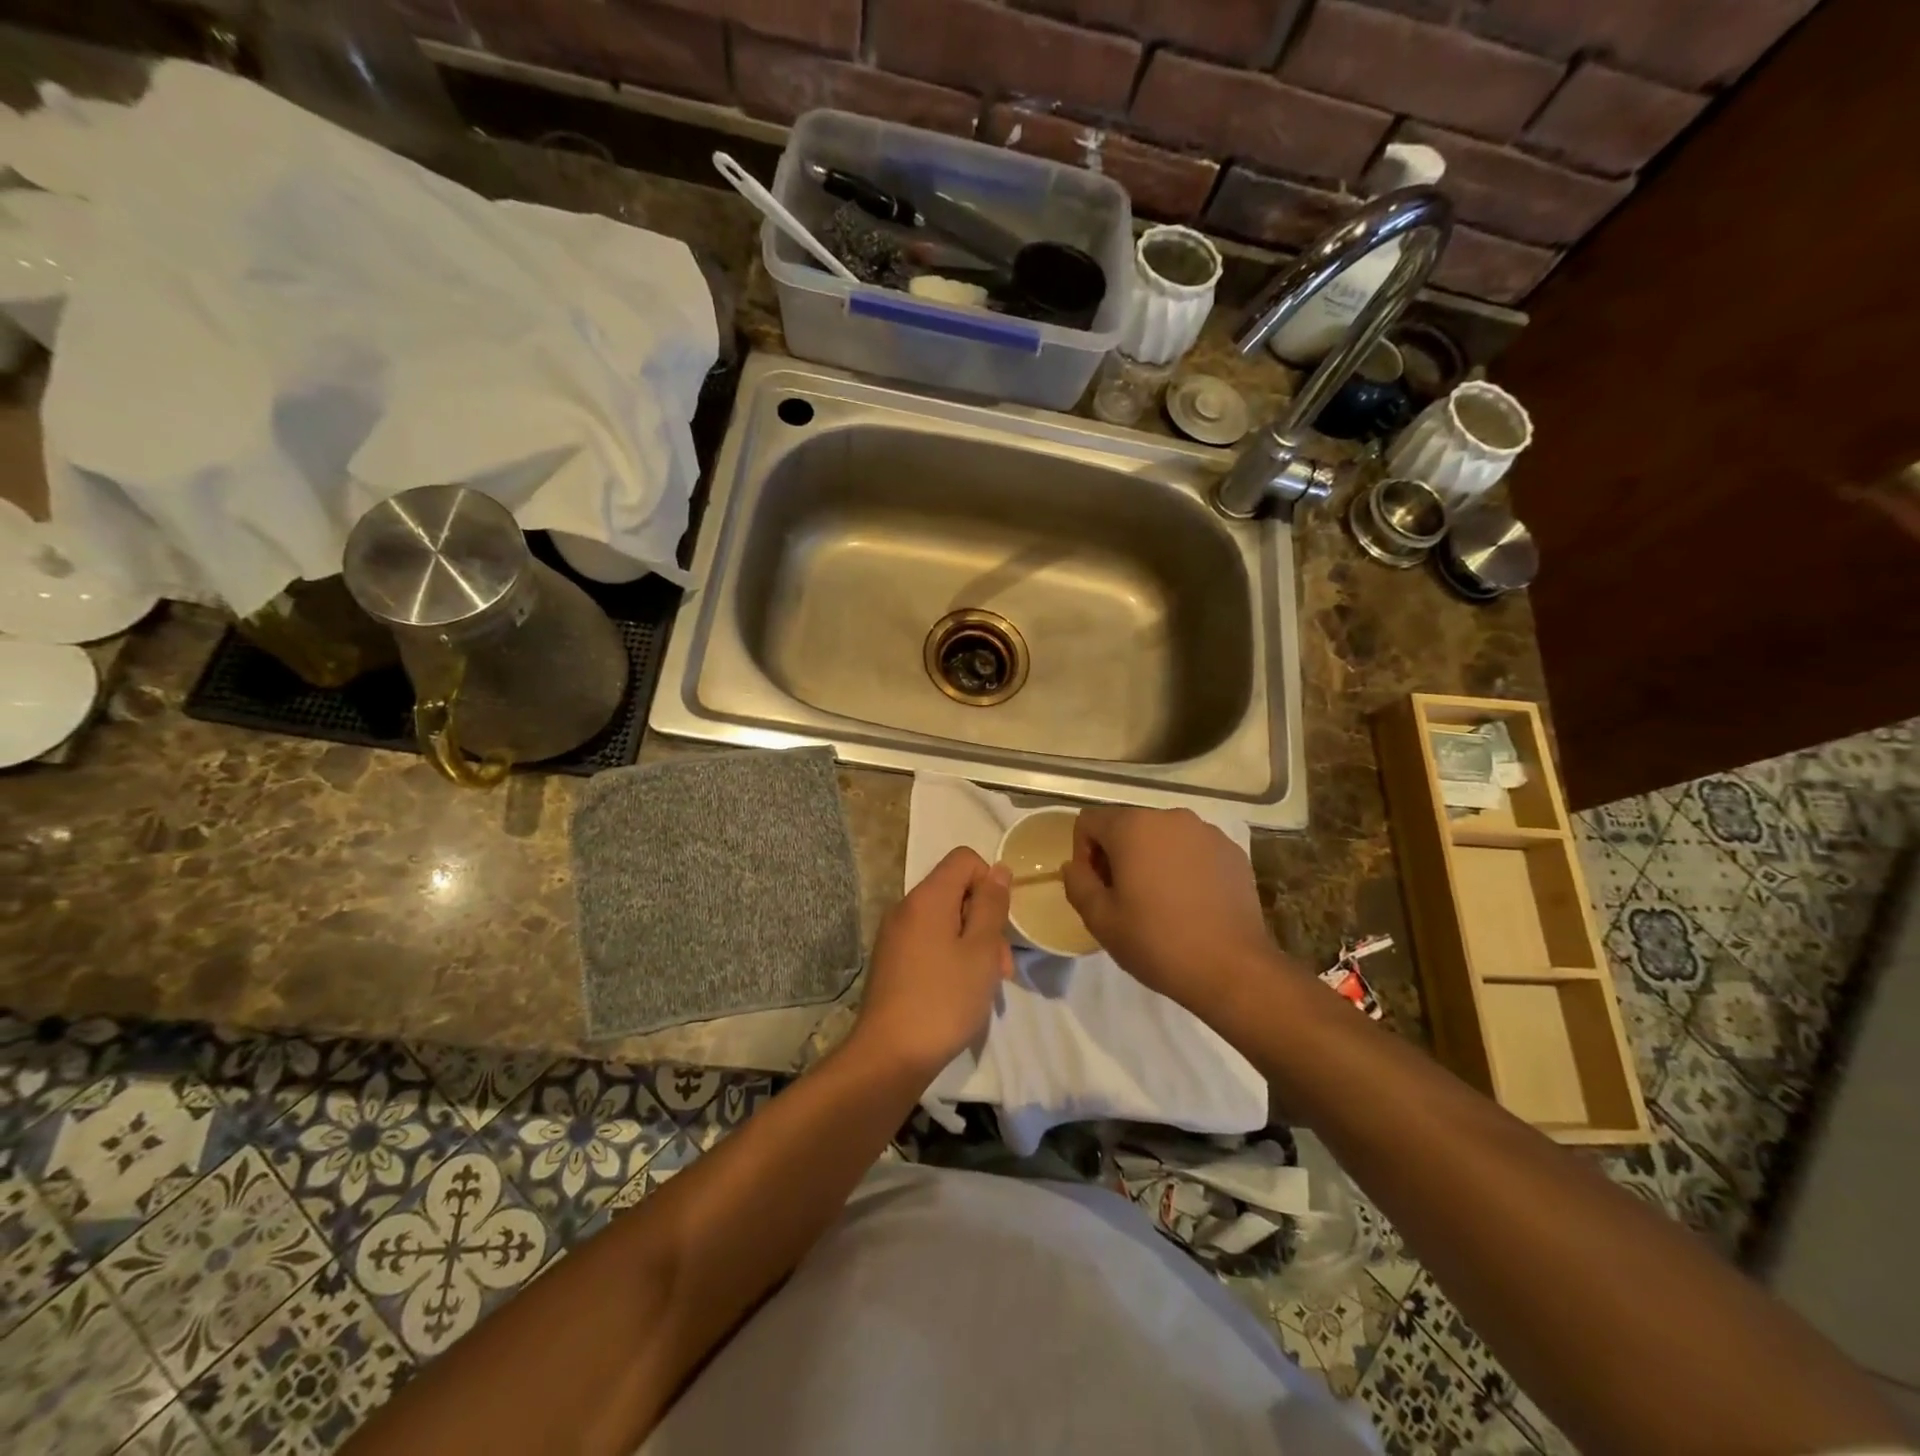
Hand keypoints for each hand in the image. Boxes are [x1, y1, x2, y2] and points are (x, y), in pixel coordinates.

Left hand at [853, 847, 1013, 1080]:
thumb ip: (991, 905)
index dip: (990, 882)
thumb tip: (998, 869)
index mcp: (927, 897)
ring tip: (986, 985)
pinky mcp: (892, 961)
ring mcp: (895, 935)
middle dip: (985, 920)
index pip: (964, 859)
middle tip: (1001, 965)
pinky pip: (929, 941)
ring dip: (972, 943)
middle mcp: (906, 908)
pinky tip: (961, 991)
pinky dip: (951, 956)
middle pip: (956, 890)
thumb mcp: (981, 950)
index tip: (999, 922)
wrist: (889, 1056)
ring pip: (945, 920)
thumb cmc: (944, 1000)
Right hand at [1063, 806, 1277, 1011]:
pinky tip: (1190, 903)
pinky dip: (1183, 866)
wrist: (1232, 969)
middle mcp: (1169, 817)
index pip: (1089, 821)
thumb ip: (1077, 883)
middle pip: (1127, 825)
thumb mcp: (1100, 919)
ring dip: (1151, 859)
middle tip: (1124, 898)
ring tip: (1160, 901)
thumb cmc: (1157, 942)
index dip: (1084, 853)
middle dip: (1117, 854)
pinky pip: (1193, 849)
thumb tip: (1074, 866)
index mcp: (1132, 826)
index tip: (1097, 888)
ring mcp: (1206, 832)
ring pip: (1162, 836)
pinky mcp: (1232, 851)